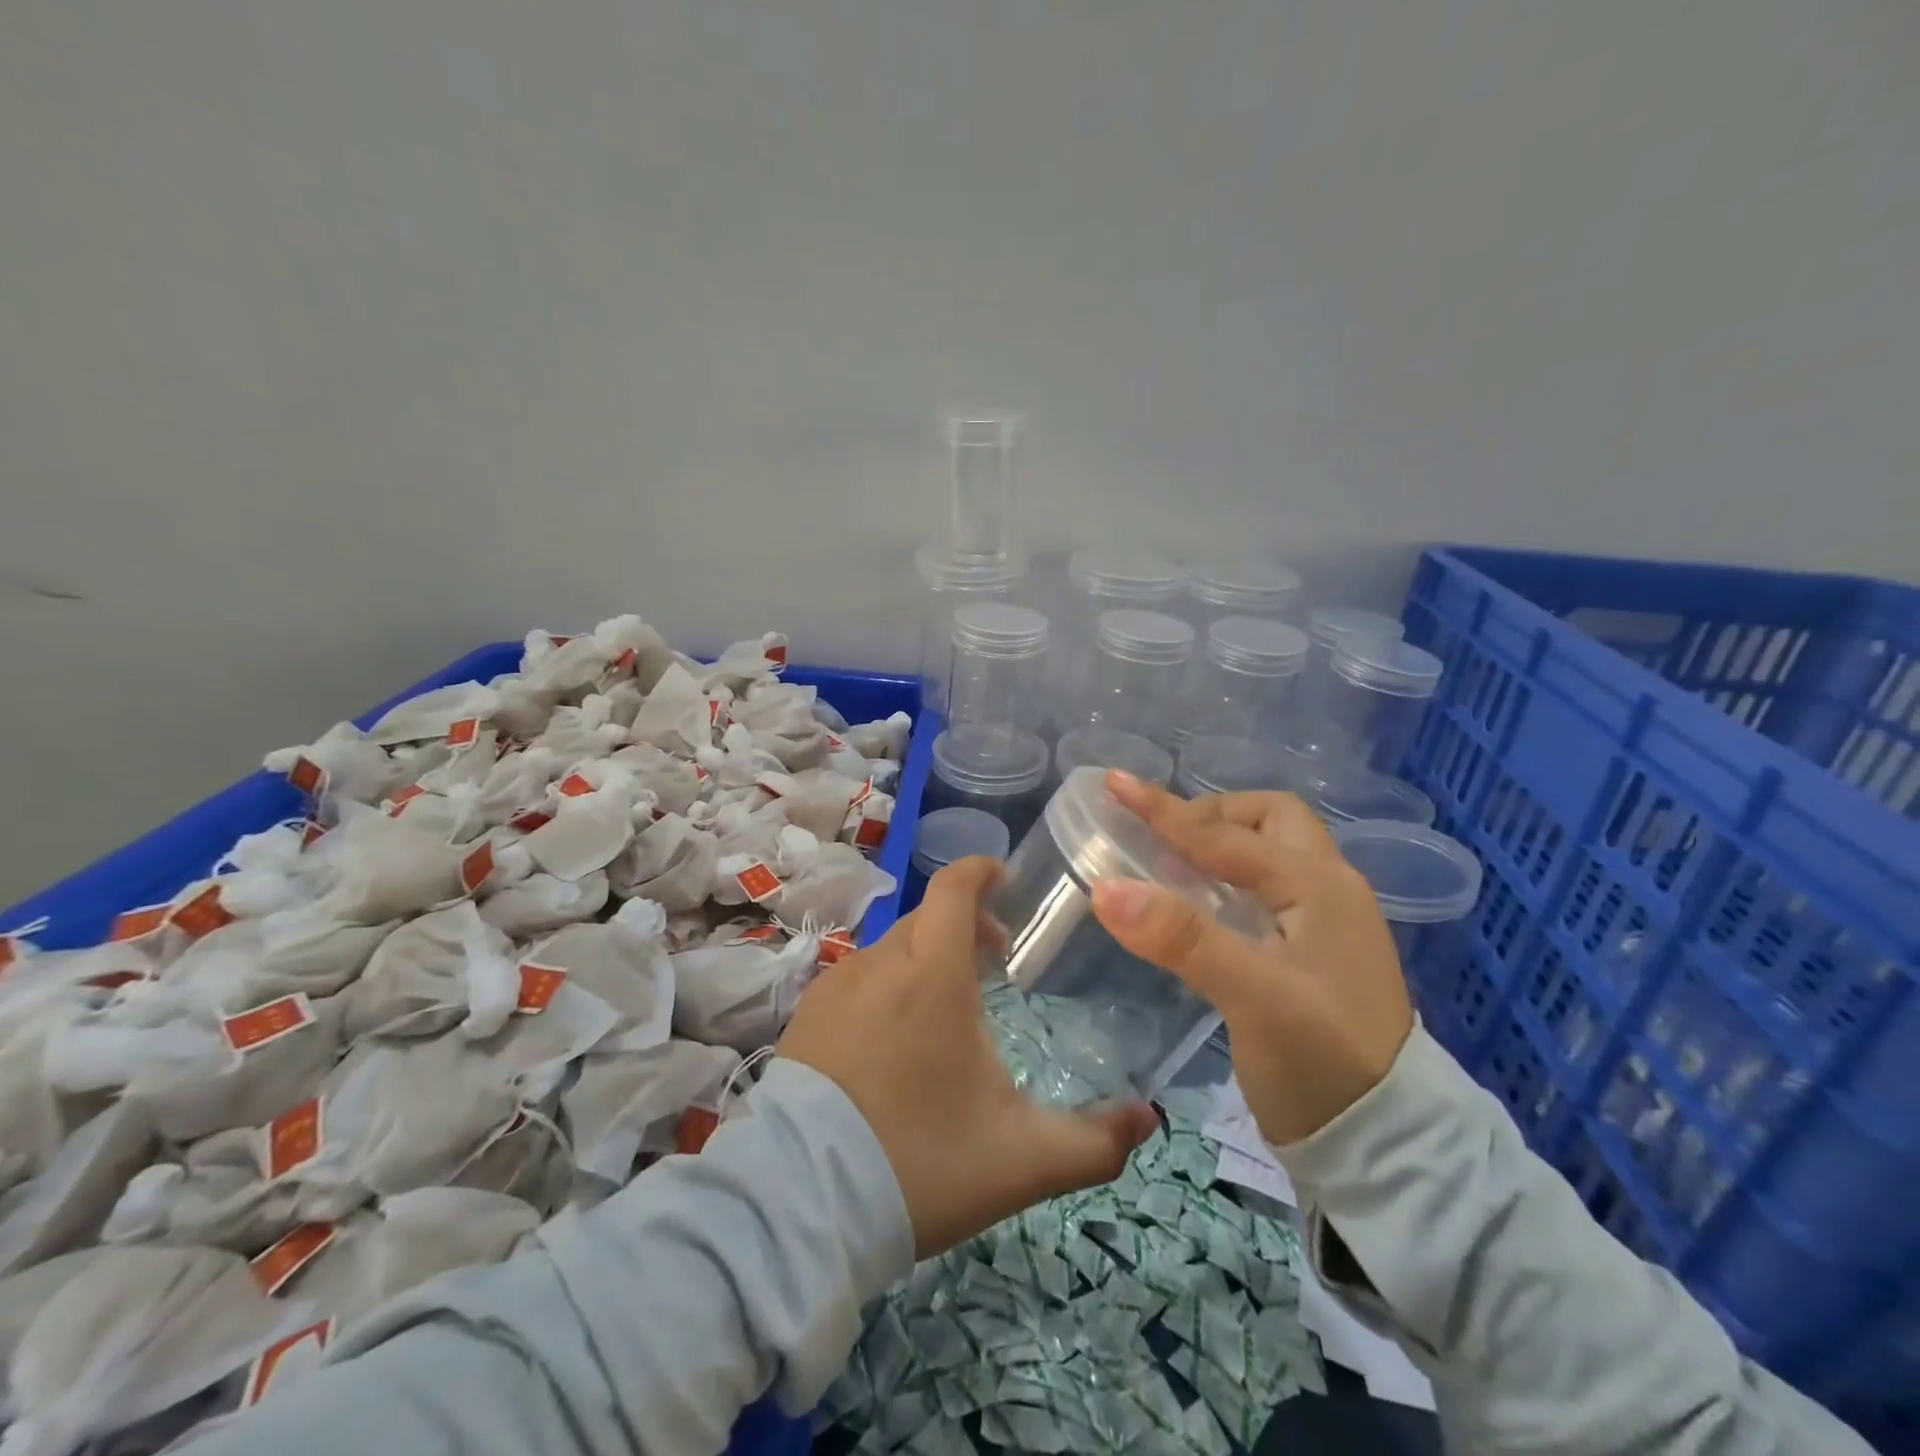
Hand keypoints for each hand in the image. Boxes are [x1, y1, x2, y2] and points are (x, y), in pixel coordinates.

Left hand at [778, 856, 1157, 1257]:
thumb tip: (1150, 1119)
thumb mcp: (1021, 1160)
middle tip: (994, 960)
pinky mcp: (807, 1014)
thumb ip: (1095, 1142)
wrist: (801, 1207)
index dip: (979, 870)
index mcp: (933, 974)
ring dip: (925, 955)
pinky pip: (858, 976)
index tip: (1003, 877)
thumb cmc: (920, 1163)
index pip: (954, 888)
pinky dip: (887, 981)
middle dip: (964, 922)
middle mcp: (881, 963)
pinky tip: (894, 1035)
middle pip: (927, 916)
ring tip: (948, 1003)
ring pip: (892, 946)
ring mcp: (837, 986)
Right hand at [1087, 772, 1412, 1146]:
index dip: (1165, 811)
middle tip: (1159, 835)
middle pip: (1266, 822)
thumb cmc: (1324, 1066)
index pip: (1227, 835)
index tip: (1114, 784)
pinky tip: (1194, 901)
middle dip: (1210, 815)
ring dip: (1217, 843)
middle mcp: (1327, 890)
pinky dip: (1223, 878)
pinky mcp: (1310, 953)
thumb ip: (1183, 939)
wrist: (1386, 1149)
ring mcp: (1323, 922)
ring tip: (1167, 858)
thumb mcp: (1255, 998)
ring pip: (1267, 853)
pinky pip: (1261, 889)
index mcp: (1320, 887)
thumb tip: (1105, 887)